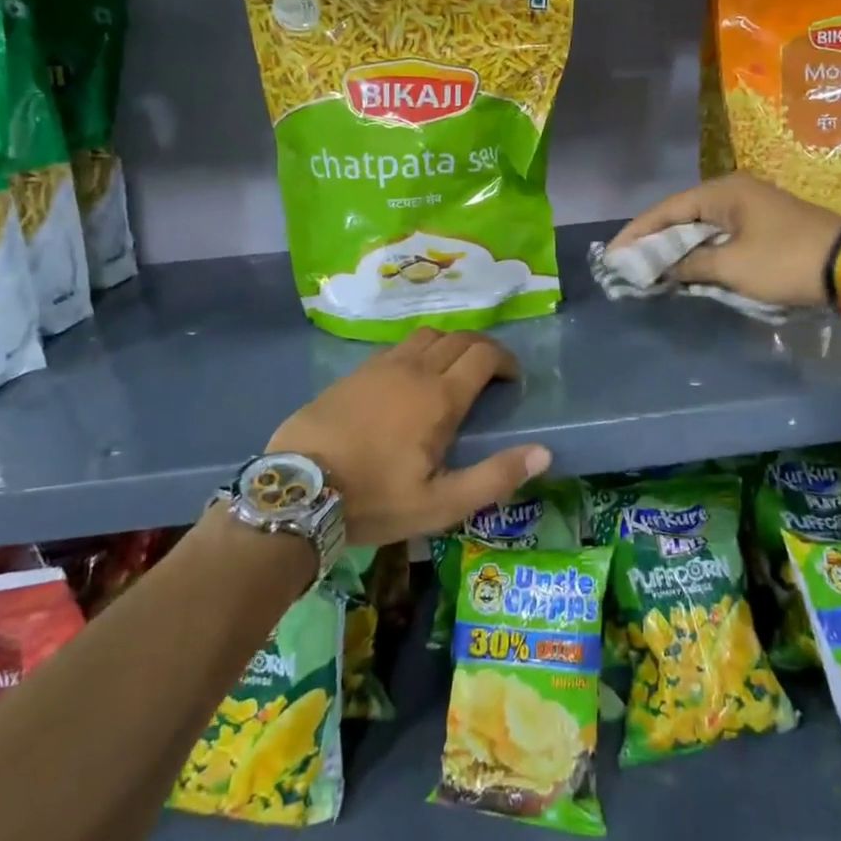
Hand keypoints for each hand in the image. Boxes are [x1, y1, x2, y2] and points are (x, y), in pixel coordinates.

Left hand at [266, 329, 550, 546]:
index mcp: (439, 397)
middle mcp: (414, 369)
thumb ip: (494, 477)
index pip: (484, 355)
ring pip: (426, 336)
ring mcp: (380, 367)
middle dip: (482, 348)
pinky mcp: (354, 373)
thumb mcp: (440, 504)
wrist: (297, 490)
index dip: (505, 360)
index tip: (512, 378)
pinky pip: (397, 347)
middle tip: (491, 372)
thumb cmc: (375, 499)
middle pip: (458, 338)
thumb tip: (543, 453)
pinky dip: (417, 352)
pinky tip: (410, 378)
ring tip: (452, 370)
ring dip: (449, 345)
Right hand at [609, 174, 840, 309]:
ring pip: (701, 227)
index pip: (667, 209)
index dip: (637, 233)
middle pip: (682, 215)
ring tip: (649, 267)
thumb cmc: (785, 261)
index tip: (612, 254)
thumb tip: (664, 268)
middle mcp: (734, 192)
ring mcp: (751, 207)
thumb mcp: (732, 267)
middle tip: (627, 262)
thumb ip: (691, 265)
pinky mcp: (764, 226)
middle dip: (654, 240)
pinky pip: (720, 236)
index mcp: (723, 192)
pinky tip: (686, 268)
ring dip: (678, 248)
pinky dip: (701, 252)